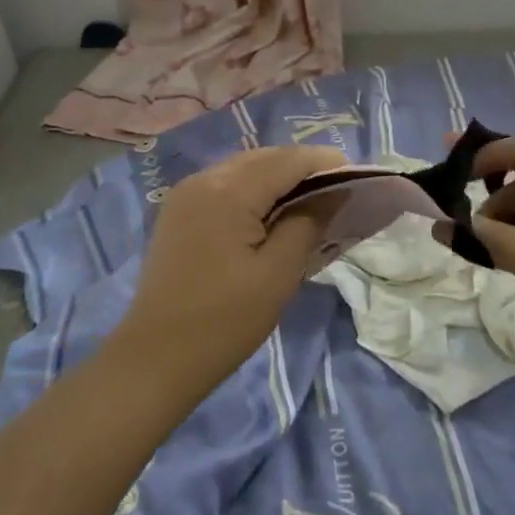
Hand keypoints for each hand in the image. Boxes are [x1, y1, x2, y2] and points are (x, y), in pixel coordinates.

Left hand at [111, 145, 346, 397]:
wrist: (156, 357)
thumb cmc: (224, 321)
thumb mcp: (278, 274)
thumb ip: (307, 223)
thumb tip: (333, 192)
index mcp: (228, 190)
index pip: (287, 160)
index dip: (324, 163)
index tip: (357, 177)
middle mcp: (204, 178)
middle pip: (264, 158)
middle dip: (302, 168)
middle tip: (337, 191)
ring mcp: (186, 193)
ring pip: (243, 169)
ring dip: (277, 177)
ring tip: (310, 202)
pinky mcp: (178, 211)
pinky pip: (224, 185)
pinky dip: (252, 190)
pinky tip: (270, 213)